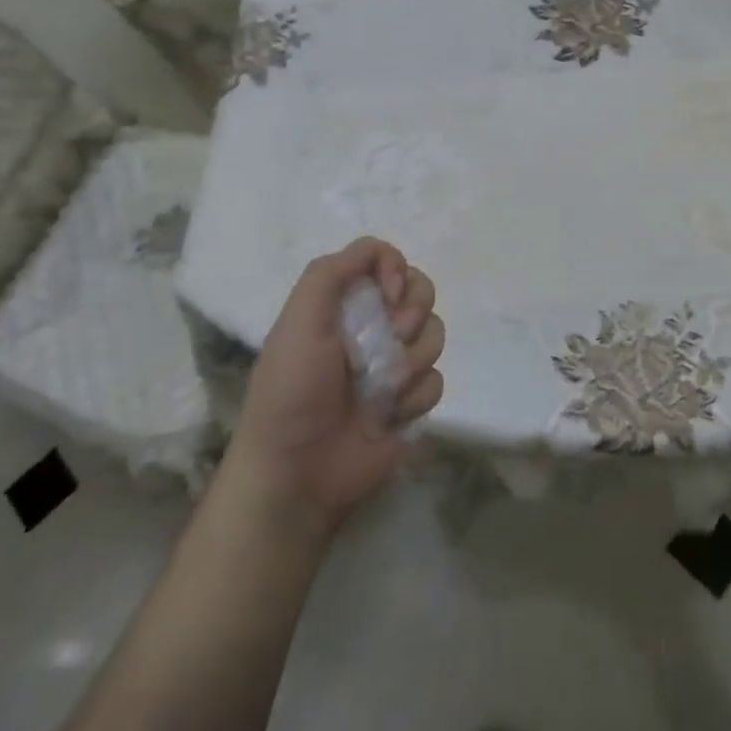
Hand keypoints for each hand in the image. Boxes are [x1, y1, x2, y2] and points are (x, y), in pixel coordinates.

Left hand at [225, 237, 444, 539]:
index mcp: (343, 303)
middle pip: (421, 291)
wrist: (298, 474)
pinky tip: (388, 417)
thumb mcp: (298, 320)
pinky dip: (414, 398)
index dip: (396, 270)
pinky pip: (437, 380)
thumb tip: (383, 256)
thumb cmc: (293, 392)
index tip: (388, 296)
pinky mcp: (411, 401)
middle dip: (411, 315)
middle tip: (390, 339)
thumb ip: (331, 273)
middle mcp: (372, 326)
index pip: (387, 260)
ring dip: (411, 361)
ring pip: (435, 334)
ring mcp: (394, 364)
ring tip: (381, 389)